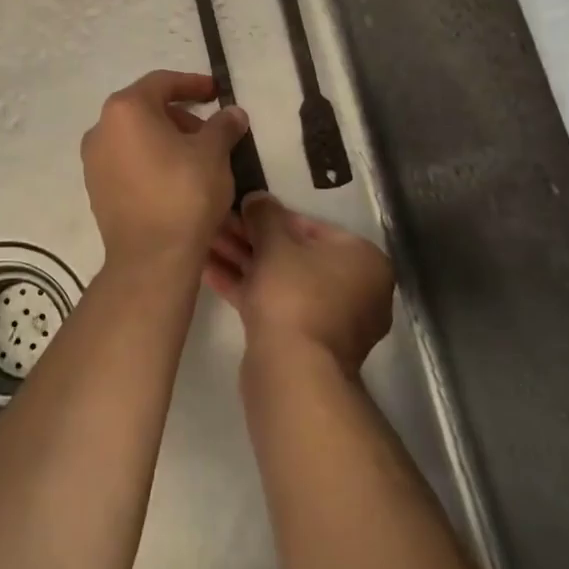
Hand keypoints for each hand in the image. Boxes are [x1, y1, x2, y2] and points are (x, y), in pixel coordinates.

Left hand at [81, 70, 250, 270]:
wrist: (152, 258)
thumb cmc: (184, 193)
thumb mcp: (214, 153)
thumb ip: (223, 125)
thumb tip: (232, 113)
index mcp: (126, 109)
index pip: (161, 83)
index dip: (192, 84)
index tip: (216, 92)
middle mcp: (101, 129)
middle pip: (145, 109)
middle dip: (180, 115)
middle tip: (210, 132)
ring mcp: (93, 161)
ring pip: (135, 136)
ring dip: (166, 139)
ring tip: (196, 158)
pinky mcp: (96, 189)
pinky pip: (126, 161)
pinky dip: (150, 160)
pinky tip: (175, 179)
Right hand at [206, 194, 394, 372]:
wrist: (292, 371)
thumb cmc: (294, 293)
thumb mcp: (275, 242)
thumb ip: (265, 214)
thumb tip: (257, 198)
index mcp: (363, 260)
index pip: (314, 227)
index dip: (272, 217)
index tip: (241, 211)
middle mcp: (355, 289)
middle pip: (295, 254)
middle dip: (252, 239)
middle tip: (217, 225)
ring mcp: (330, 320)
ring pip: (281, 280)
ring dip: (243, 261)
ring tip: (205, 243)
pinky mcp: (304, 342)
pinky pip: (275, 304)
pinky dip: (246, 287)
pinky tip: (207, 271)